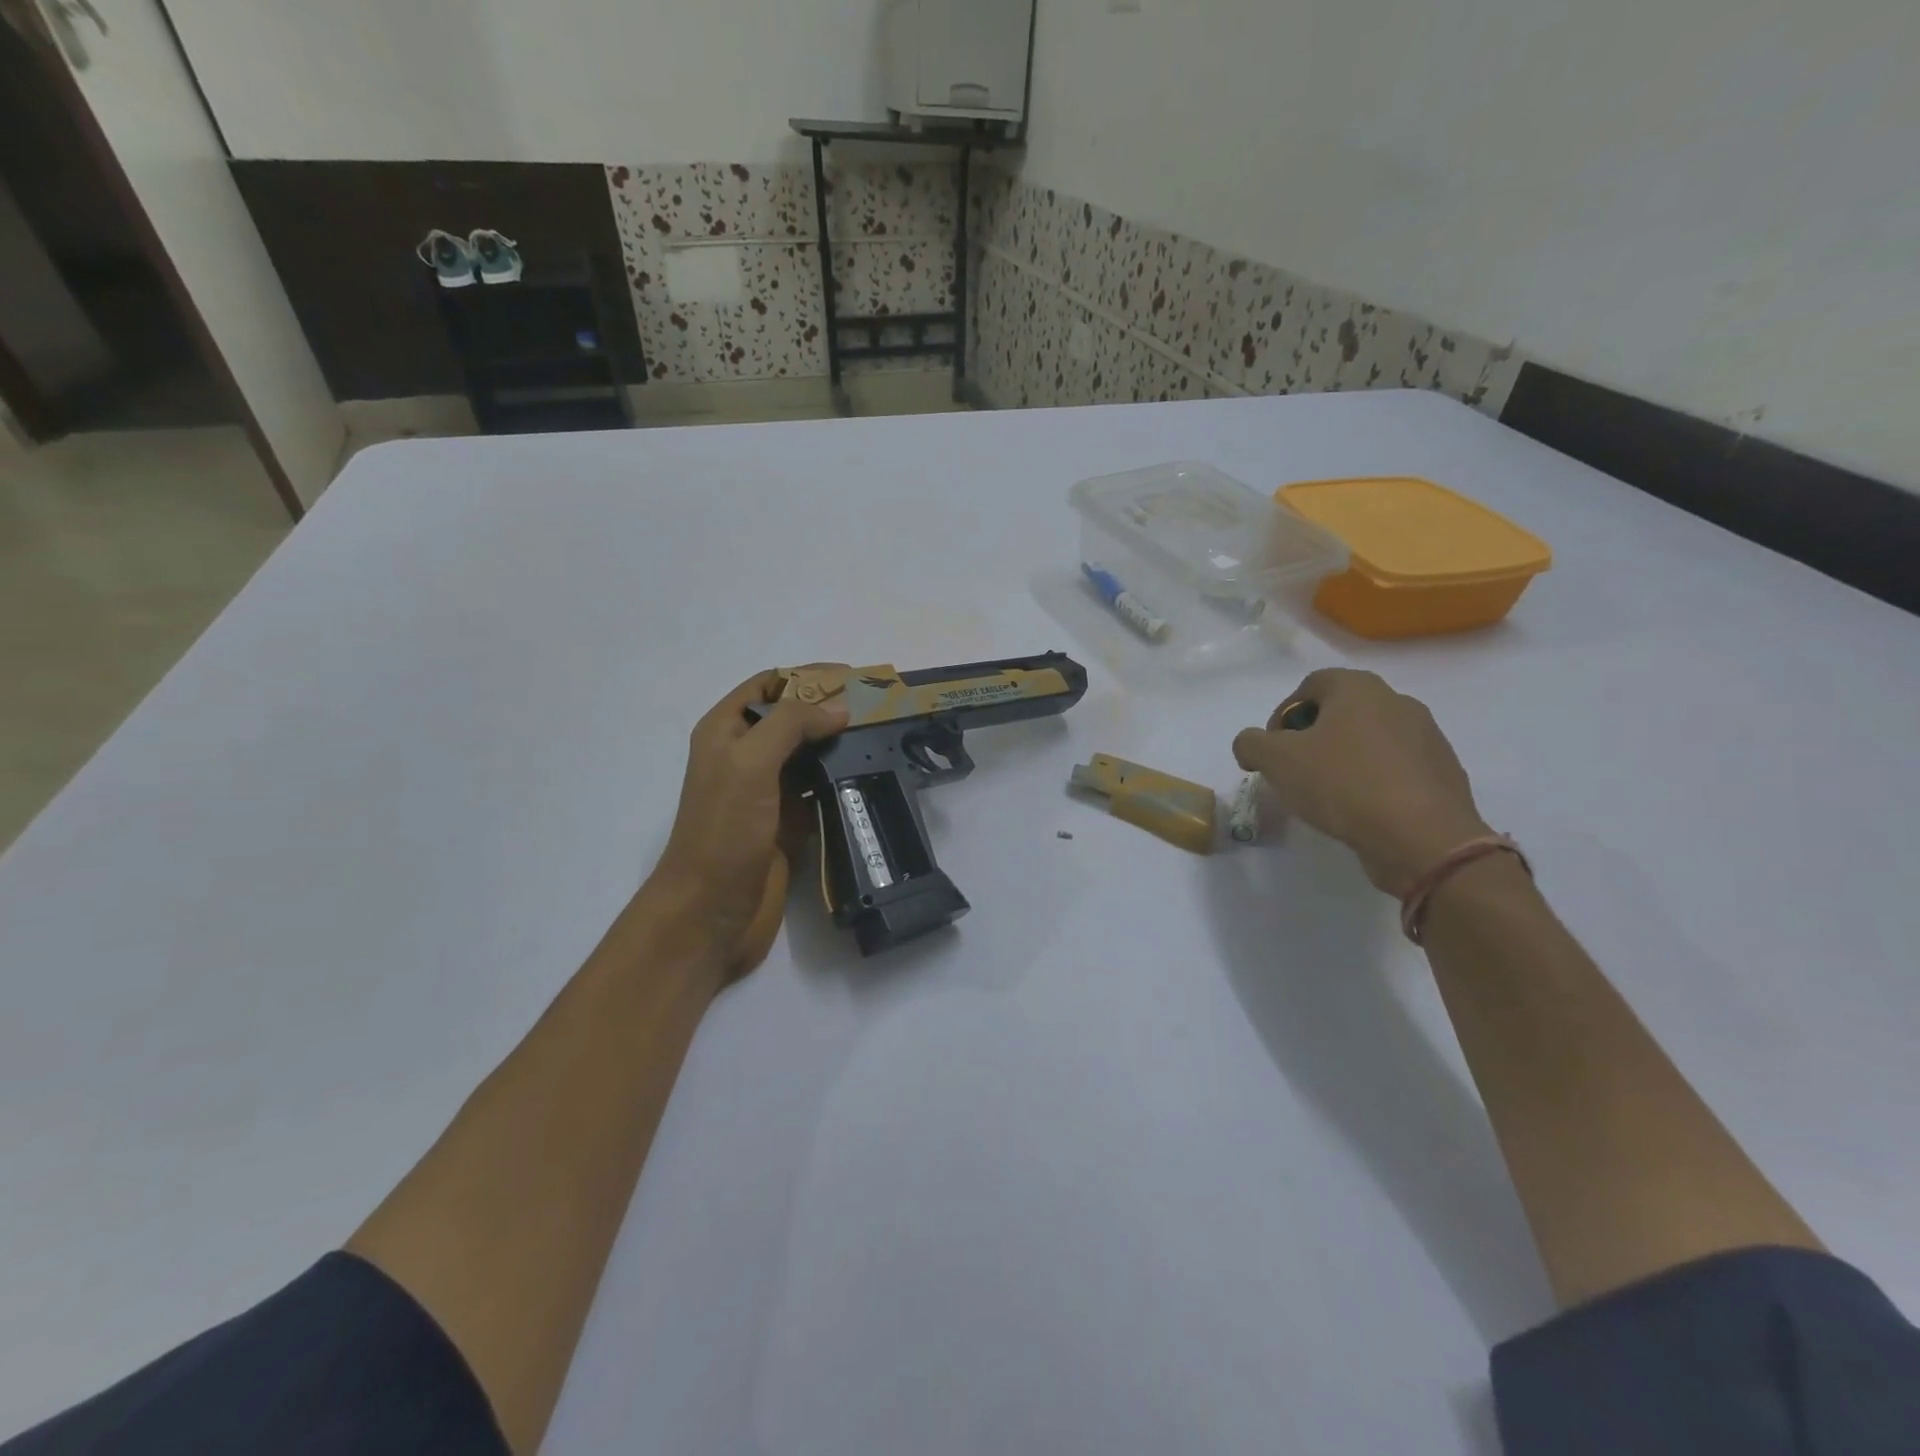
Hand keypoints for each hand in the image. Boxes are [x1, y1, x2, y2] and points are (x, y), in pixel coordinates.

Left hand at [647, 671, 847, 983]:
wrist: (710, 913)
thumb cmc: (724, 831)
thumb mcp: (750, 763)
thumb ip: (791, 725)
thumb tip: (839, 707)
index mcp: (725, 731)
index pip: (769, 686)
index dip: (807, 676)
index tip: (852, 677)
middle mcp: (745, 756)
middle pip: (792, 717)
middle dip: (829, 707)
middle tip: (878, 707)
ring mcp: (767, 791)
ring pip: (808, 754)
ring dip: (839, 743)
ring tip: (881, 737)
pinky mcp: (787, 823)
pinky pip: (818, 790)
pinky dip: (840, 779)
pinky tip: (869, 776)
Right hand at [1233, 669, 1490, 894]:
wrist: (1422, 837)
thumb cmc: (1343, 784)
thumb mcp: (1276, 760)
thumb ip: (1251, 743)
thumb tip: (1252, 745)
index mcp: (1359, 688)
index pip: (1311, 684)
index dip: (1283, 714)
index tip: (1273, 749)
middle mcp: (1398, 702)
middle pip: (1342, 711)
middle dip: (1313, 736)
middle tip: (1295, 770)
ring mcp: (1427, 737)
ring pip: (1371, 739)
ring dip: (1345, 758)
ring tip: (1327, 794)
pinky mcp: (1443, 773)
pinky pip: (1396, 768)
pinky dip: (1375, 781)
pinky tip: (1361, 810)